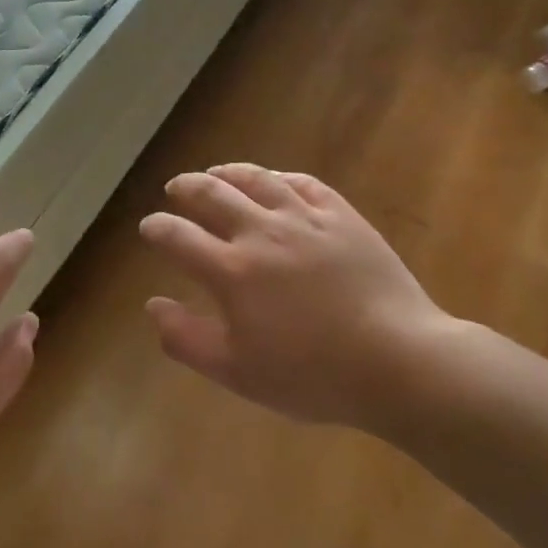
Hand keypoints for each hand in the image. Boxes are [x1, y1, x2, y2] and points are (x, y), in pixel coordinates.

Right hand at [139, 165, 455, 432]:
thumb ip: (186, 339)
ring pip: (256, 179)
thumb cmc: (312, 375)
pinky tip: (274, 180)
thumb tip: (153, 305)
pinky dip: (279, 177)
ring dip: (228, 172)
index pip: (177, 236)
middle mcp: (261, 233)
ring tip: (216, 173)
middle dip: (186, 188)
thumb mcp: (237, 373)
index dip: (156, 228)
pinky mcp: (342, 217)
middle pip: (211, 194)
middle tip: (176, 189)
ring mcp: (305, 219)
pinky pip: (303, 183)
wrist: (399, 361)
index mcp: (231, 271)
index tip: (149, 227)